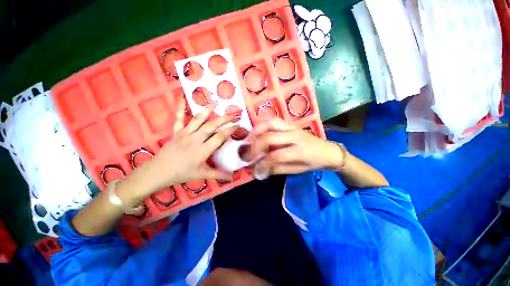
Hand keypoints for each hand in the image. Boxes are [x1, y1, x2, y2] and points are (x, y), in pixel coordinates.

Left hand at [127, 99, 236, 195]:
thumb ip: (218, 174)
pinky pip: (179, 119)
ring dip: (207, 111)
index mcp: (203, 150)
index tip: (238, 125)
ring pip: (198, 120)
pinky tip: (181, 98)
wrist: (160, 171)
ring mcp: (185, 134)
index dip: (230, 130)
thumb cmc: (182, 173)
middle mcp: (196, 139)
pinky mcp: (177, 132)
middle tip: (232, 114)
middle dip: (223, 119)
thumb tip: (232, 177)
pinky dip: (180, 108)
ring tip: (215, 103)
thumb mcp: (202, 174)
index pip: (220, 137)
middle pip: (211, 126)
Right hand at [246, 118, 344, 176]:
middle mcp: (295, 136)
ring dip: (256, 131)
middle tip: (246, 155)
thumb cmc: (312, 162)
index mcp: (300, 151)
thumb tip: (259, 171)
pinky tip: (256, 132)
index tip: (255, 171)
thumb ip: (276, 169)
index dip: (262, 165)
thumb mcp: (296, 170)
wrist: (327, 150)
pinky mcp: (290, 123)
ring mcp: (292, 127)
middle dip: (254, 146)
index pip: (275, 156)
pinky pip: (273, 120)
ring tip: (247, 140)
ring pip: (270, 123)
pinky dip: (262, 125)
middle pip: (269, 137)